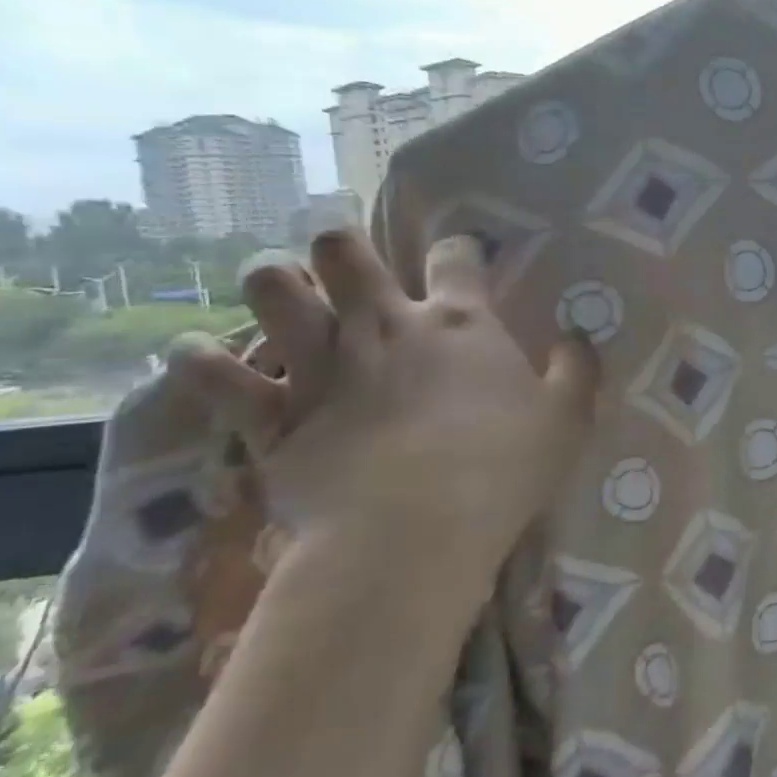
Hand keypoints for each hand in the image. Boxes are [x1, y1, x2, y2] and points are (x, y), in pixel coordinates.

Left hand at [168, 229, 598, 623]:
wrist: (413, 532)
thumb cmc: (503, 468)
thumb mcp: (568, 418)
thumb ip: (577, 369)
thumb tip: (578, 337)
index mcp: (460, 322)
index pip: (456, 257)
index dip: (458, 249)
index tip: (461, 259)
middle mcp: (384, 326)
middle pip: (343, 251)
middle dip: (338, 244)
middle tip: (344, 260)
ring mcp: (322, 365)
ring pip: (270, 289)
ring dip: (271, 282)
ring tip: (279, 292)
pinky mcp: (271, 415)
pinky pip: (214, 373)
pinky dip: (202, 360)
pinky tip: (198, 353)